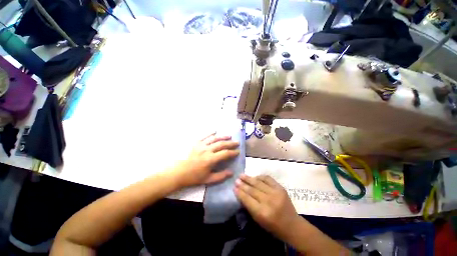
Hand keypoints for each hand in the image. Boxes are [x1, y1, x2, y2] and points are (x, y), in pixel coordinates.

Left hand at [173, 133, 239, 187]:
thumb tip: (231, 172)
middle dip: (230, 143)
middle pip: (221, 144)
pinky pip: (204, 136)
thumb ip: (221, 176)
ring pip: (214, 139)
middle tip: (237, 142)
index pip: (225, 154)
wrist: (179, 173)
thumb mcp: (208, 179)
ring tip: (229, 136)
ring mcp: (201, 145)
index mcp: (210, 159)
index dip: (233, 152)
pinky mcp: (196, 143)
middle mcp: (207, 150)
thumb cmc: (194, 177)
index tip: (238, 151)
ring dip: (222, 137)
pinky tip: (215, 131)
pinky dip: (210, 133)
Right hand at [234, 174, 300, 239]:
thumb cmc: (274, 226)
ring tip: (242, 175)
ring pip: (259, 183)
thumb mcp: (259, 220)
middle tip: (236, 180)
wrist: (292, 225)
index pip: (247, 199)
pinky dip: (260, 177)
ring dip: (249, 178)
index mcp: (262, 213)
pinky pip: (268, 179)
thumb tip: (241, 193)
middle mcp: (269, 201)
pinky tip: (254, 176)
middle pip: (252, 190)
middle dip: (243, 184)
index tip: (234, 187)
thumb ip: (250, 206)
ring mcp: (276, 193)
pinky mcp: (281, 188)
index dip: (240, 192)